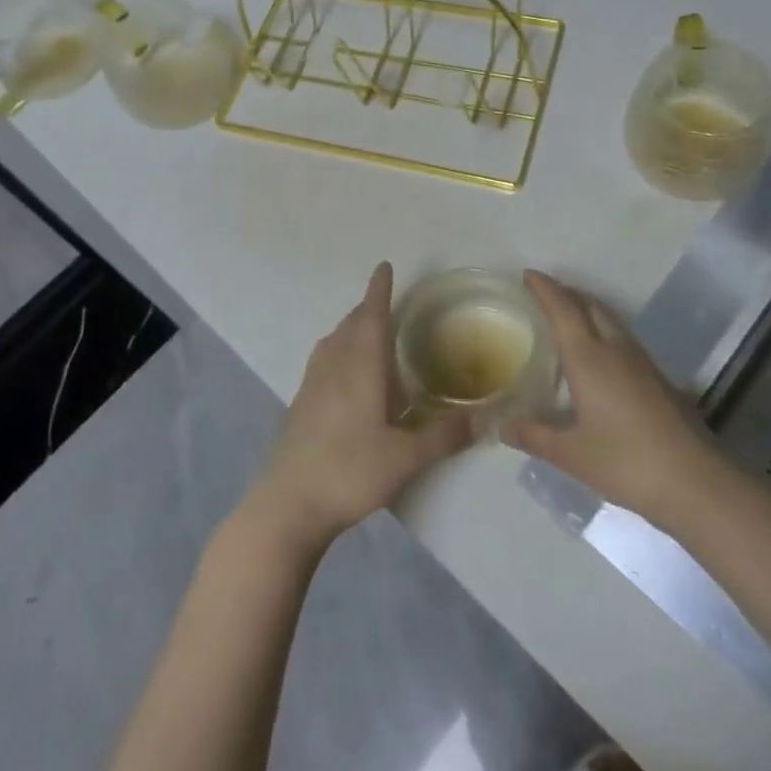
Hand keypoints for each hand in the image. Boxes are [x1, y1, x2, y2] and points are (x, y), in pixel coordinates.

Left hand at [255, 263, 471, 548]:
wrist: (288, 504)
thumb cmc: (349, 472)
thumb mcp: (405, 458)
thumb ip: (443, 435)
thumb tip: (482, 418)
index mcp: (359, 366)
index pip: (371, 316)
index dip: (379, 291)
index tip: (384, 266)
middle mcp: (333, 365)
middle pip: (351, 325)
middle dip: (368, 308)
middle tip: (386, 302)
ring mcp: (312, 383)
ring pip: (334, 341)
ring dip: (352, 328)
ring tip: (369, 332)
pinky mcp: (301, 403)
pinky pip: (324, 360)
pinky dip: (339, 350)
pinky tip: (347, 375)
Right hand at [501, 272, 716, 531]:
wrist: (697, 483)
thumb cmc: (626, 462)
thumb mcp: (570, 454)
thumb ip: (533, 435)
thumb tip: (501, 425)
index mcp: (588, 357)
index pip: (563, 308)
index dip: (545, 288)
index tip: (528, 274)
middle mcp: (615, 349)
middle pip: (590, 305)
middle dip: (567, 293)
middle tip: (545, 294)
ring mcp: (643, 362)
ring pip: (611, 320)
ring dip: (588, 309)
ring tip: (569, 318)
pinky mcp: (660, 379)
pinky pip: (624, 339)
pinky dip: (605, 332)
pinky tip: (600, 357)